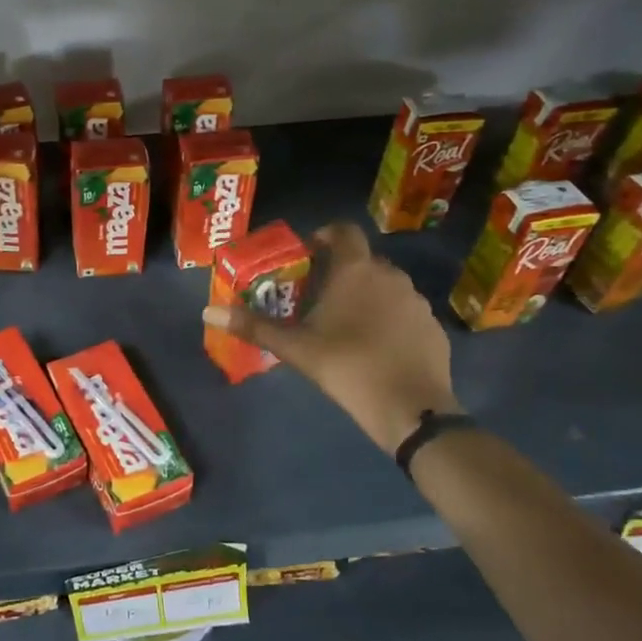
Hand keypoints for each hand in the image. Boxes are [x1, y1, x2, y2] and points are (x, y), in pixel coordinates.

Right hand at [202, 221, 459, 454]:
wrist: (410, 408)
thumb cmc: (347, 367)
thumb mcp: (295, 348)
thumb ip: (254, 326)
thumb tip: (208, 312)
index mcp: (356, 270)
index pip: (343, 231)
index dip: (325, 235)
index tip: (309, 253)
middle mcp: (390, 275)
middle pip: (363, 260)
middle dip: (341, 271)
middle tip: (318, 296)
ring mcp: (416, 300)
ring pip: (386, 285)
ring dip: (367, 294)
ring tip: (346, 323)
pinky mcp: (433, 325)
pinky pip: (405, 310)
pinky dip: (390, 318)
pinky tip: (377, 346)